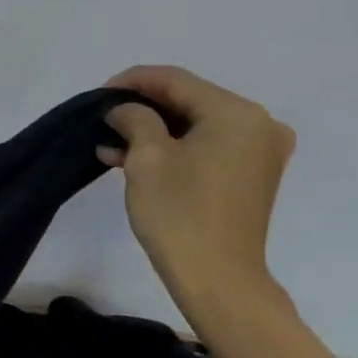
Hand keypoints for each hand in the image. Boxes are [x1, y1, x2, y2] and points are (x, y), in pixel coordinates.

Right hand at [97, 66, 293, 307]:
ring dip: (153, 131)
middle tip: (103, 118)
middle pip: (189, 101)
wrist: (216, 277)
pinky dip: (172, 149)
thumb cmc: (179, 212)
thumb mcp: (146, 158)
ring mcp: (259, 152)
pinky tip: (132, 159)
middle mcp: (258, 124)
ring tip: (110, 143)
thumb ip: (134, 119)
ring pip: (195, 126)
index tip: (98, 94)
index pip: (176, 80)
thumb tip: (125, 109)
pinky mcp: (250, 176)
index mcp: (236, 113)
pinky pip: (206, 147)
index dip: (133, 81)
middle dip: (143, 108)